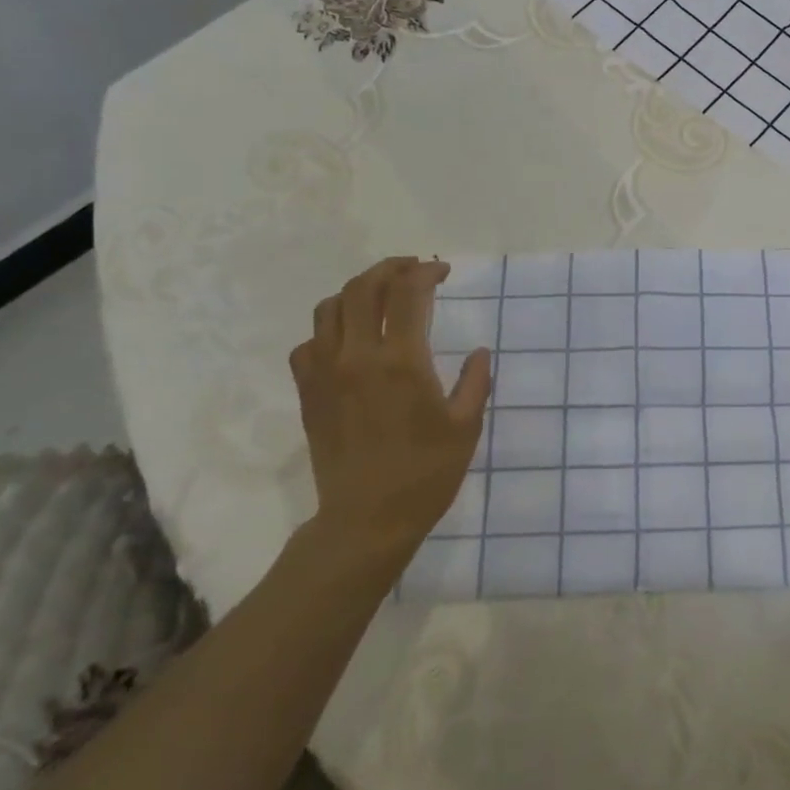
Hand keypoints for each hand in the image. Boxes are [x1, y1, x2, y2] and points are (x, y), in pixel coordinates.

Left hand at [288, 257, 491, 562]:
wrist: (367, 520)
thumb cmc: (425, 473)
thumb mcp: (465, 426)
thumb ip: (476, 381)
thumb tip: (481, 352)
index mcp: (402, 361)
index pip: (408, 293)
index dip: (426, 273)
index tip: (443, 272)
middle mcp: (358, 357)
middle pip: (363, 288)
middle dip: (390, 268)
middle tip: (412, 270)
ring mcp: (326, 374)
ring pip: (329, 308)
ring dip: (357, 292)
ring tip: (379, 297)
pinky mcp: (309, 393)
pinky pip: (308, 344)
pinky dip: (328, 329)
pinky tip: (347, 341)